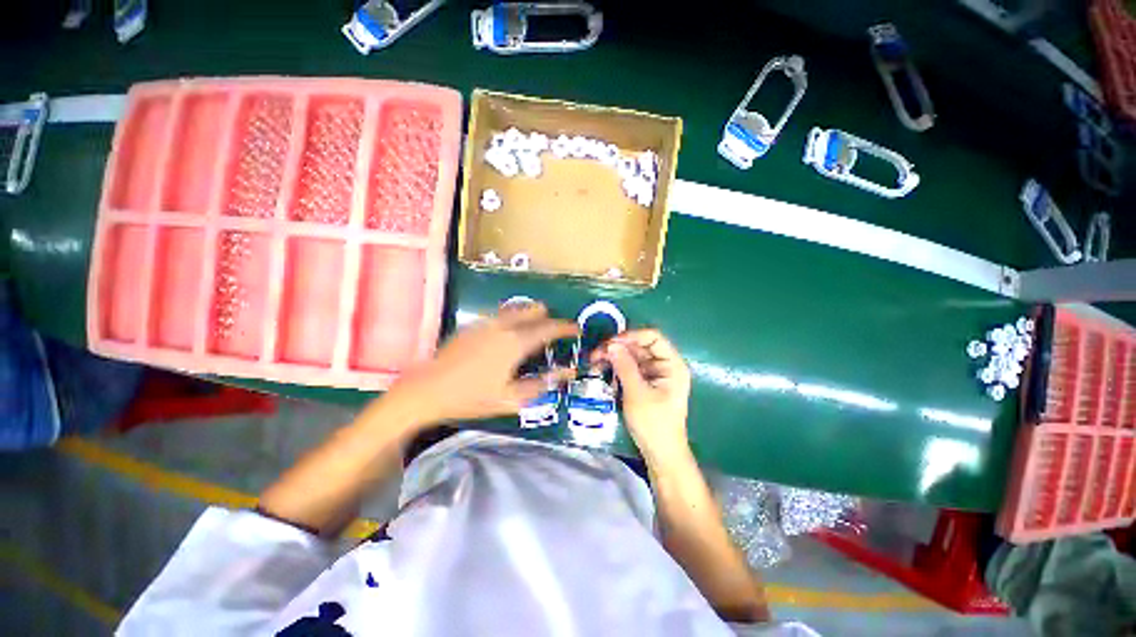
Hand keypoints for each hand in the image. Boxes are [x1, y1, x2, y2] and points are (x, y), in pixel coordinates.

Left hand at [385, 302, 577, 426]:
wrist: (426, 390)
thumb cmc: (471, 398)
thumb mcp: (511, 398)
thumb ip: (542, 384)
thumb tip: (568, 372)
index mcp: (515, 343)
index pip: (548, 329)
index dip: (565, 327)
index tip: (576, 329)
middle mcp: (503, 326)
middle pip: (532, 312)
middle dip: (548, 317)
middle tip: (556, 329)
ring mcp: (485, 323)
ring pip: (515, 310)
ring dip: (530, 315)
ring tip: (536, 327)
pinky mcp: (472, 325)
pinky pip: (500, 315)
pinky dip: (512, 318)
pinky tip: (509, 333)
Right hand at [593, 329, 691, 463]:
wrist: (660, 454)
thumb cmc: (654, 424)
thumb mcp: (637, 394)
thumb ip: (625, 367)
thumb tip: (611, 344)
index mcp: (672, 364)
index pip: (653, 337)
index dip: (631, 336)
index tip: (610, 342)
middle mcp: (664, 365)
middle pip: (640, 346)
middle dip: (618, 347)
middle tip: (596, 353)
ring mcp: (654, 373)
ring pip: (632, 356)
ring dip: (614, 356)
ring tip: (594, 360)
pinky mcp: (645, 382)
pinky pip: (629, 367)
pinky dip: (616, 366)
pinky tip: (602, 368)